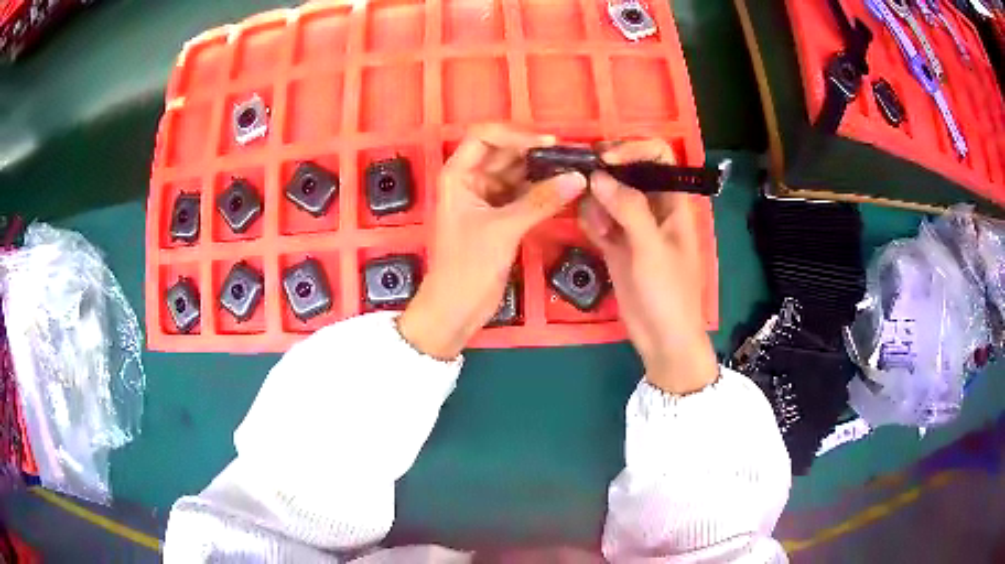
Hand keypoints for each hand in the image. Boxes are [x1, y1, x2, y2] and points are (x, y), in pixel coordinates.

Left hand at [398, 124, 586, 359]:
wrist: (457, 308)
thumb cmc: (467, 266)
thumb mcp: (503, 229)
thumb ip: (540, 201)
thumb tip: (577, 178)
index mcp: (458, 174)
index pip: (484, 136)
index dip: (514, 134)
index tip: (547, 143)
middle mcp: (471, 180)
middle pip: (505, 152)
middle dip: (535, 152)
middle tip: (571, 156)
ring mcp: (487, 198)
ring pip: (517, 173)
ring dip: (542, 171)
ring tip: (574, 170)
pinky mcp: (501, 216)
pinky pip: (524, 194)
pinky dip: (542, 191)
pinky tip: (565, 190)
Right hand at [578, 140, 717, 394]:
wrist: (662, 339)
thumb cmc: (670, 293)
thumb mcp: (652, 248)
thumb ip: (628, 209)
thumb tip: (598, 176)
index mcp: (673, 201)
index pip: (657, 155)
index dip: (633, 149)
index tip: (604, 159)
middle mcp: (653, 206)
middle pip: (627, 171)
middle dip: (605, 172)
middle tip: (581, 180)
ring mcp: (632, 225)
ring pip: (607, 194)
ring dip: (595, 201)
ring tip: (596, 225)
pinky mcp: (616, 244)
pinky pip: (598, 220)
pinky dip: (591, 222)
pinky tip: (594, 235)